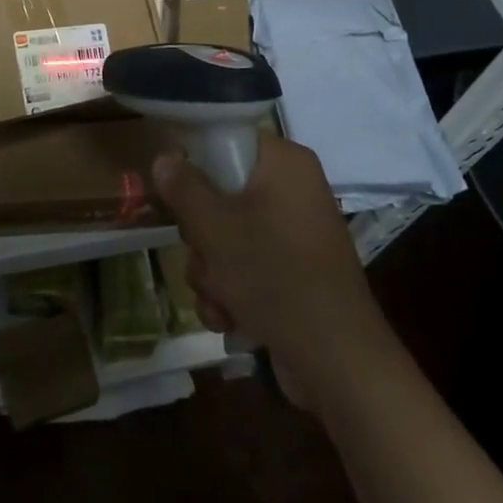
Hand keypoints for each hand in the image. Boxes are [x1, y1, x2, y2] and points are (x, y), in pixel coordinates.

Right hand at [155, 136, 380, 406]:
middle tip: (204, 251)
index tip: (176, 190)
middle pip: (221, 192)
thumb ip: (185, 188)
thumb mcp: (216, 228)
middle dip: (201, 235)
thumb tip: (165, 157)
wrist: (337, 363)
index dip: (196, 162)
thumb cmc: (275, 276)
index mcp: (284, 164)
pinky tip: (229, 317)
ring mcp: (293, 234)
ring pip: (226, 235)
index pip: (228, 139)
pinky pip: (244, 266)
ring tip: (220, 297)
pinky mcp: (291, 272)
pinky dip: (230, 291)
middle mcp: (293, 191)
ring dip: (210, 270)